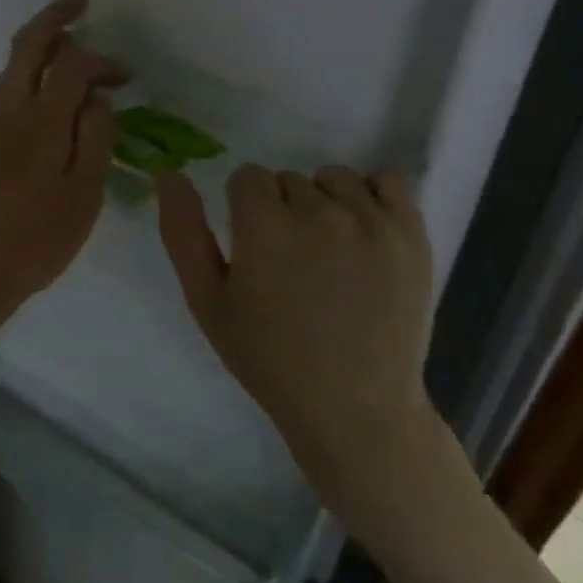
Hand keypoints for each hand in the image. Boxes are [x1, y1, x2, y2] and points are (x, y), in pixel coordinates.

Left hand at [0, 0, 124, 337]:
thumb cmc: (34, 244)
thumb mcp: (82, 198)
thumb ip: (94, 140)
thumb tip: (98, 97)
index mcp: (40, 123)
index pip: (71, 63)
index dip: (101, 59)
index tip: (126, 76)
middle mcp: (6, 111)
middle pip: (27, 45)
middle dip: (55, 17)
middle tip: (80, 2)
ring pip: (11, 68)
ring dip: (40, 48)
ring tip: (72, 52)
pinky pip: (3, 94)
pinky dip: (28, 78)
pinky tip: (46, 100)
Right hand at [156, 163, 436, 497]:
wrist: (355, 407)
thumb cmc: (270, 359)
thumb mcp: (208, 302)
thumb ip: (182, 234)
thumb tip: (170, 175)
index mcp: (264, 228)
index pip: (247, 177)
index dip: (245, 211)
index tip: (256, 250)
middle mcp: (319, 212)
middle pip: (289, 178)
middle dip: (283, 210)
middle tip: (293, 264)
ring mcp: (372, 221)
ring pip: (334, 178)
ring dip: (325, 203)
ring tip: (331, 253)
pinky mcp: (412, 234)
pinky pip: (388, 180)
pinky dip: (373, 196)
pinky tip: (365, 232)